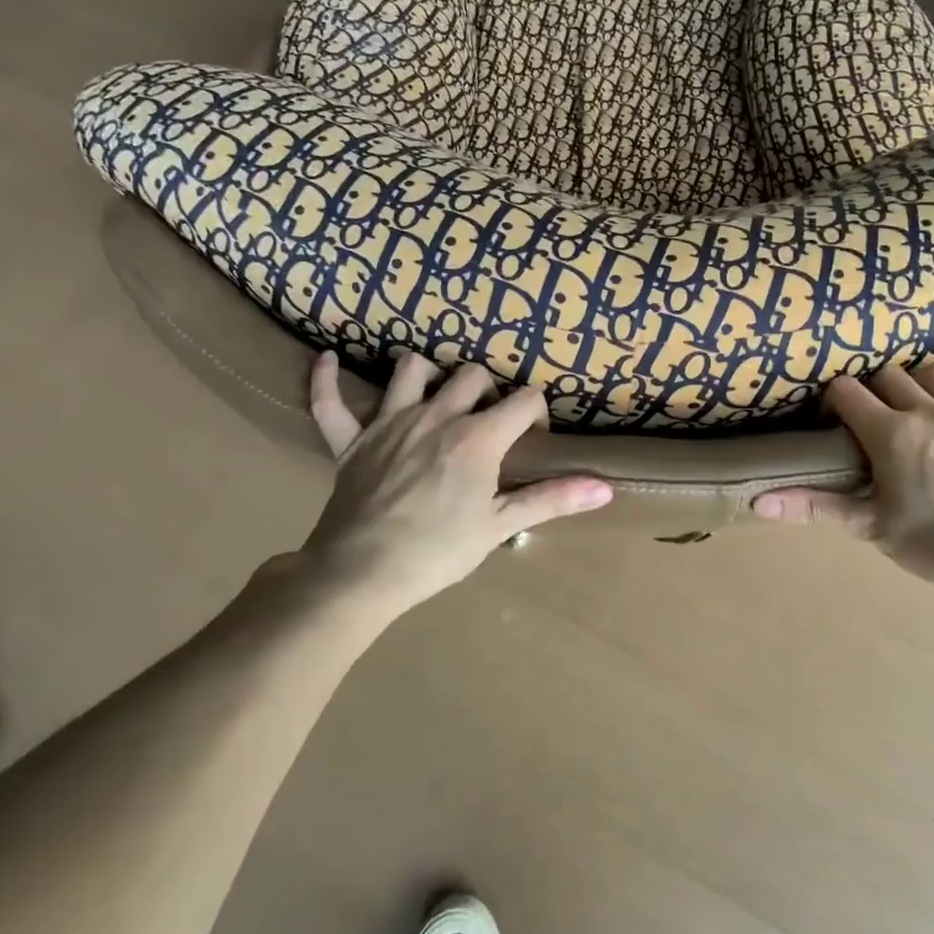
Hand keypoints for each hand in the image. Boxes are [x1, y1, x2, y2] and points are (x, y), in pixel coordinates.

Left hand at [296, 351, 611, 614]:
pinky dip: (327, 380)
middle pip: (472, 375)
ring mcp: (389, 422)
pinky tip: (328, 360)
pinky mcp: (350, 440)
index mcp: (477, 437)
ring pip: (412, 369)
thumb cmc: (438, 552)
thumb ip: (553, 499)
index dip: (536, 412)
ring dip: (428, 374)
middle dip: (488, 390)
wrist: (362, 574)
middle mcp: (436, 415)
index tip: (533, 436)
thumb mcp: (500, 525)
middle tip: (489, 422)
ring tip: (436, 394)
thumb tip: (606, 488)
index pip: (523, 400)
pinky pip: (330, 401)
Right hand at [752, 363, 933, 595]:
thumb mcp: (868, 526)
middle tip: (870, 420)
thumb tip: (757, 502)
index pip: (847, 391)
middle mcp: (929, 411)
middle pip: (890, 375)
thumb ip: (813, 506)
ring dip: (919, 382)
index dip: (834, 401)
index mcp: (891, 432)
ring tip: (913, 406)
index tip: (833, 424)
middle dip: (873, 390)